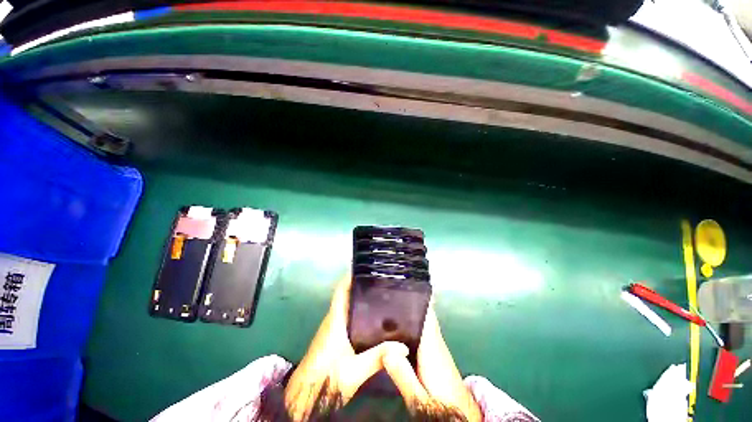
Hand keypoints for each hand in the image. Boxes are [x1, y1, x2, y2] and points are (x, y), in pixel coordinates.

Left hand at [284, 275, 407, 420]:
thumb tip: (403, 346)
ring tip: (381, 294)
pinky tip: (373, 318)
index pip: (341, 290)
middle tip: (381, 281)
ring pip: (347, 305)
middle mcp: (333, 319)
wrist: (305, 396)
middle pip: (346, 295)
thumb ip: (378, 357)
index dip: (350, 277)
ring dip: (360, 298)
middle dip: (361, 285)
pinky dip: (358, 311)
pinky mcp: (333, 336)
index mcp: (335, 320)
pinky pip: (347, 316)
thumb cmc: (326, 378)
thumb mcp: (354, 370)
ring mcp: (332, 328)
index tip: (365, 268)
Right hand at [382, 301, 481, 421]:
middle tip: (391, 291)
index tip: (406, 284)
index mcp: (431, 346)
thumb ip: (403, 376)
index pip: (426, 313)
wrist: (460, 414)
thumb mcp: (419, 397)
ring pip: (423, 320)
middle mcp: (435, 340)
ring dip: (411, 310)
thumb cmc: (441, 405)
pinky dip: (413, 322)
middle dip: (410, 300)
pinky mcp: (435, 351)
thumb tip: (386, 351)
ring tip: (391, 302)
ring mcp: (436, 345)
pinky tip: (399, 325)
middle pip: (423, 313)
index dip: (418, 297)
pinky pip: (422, 329)